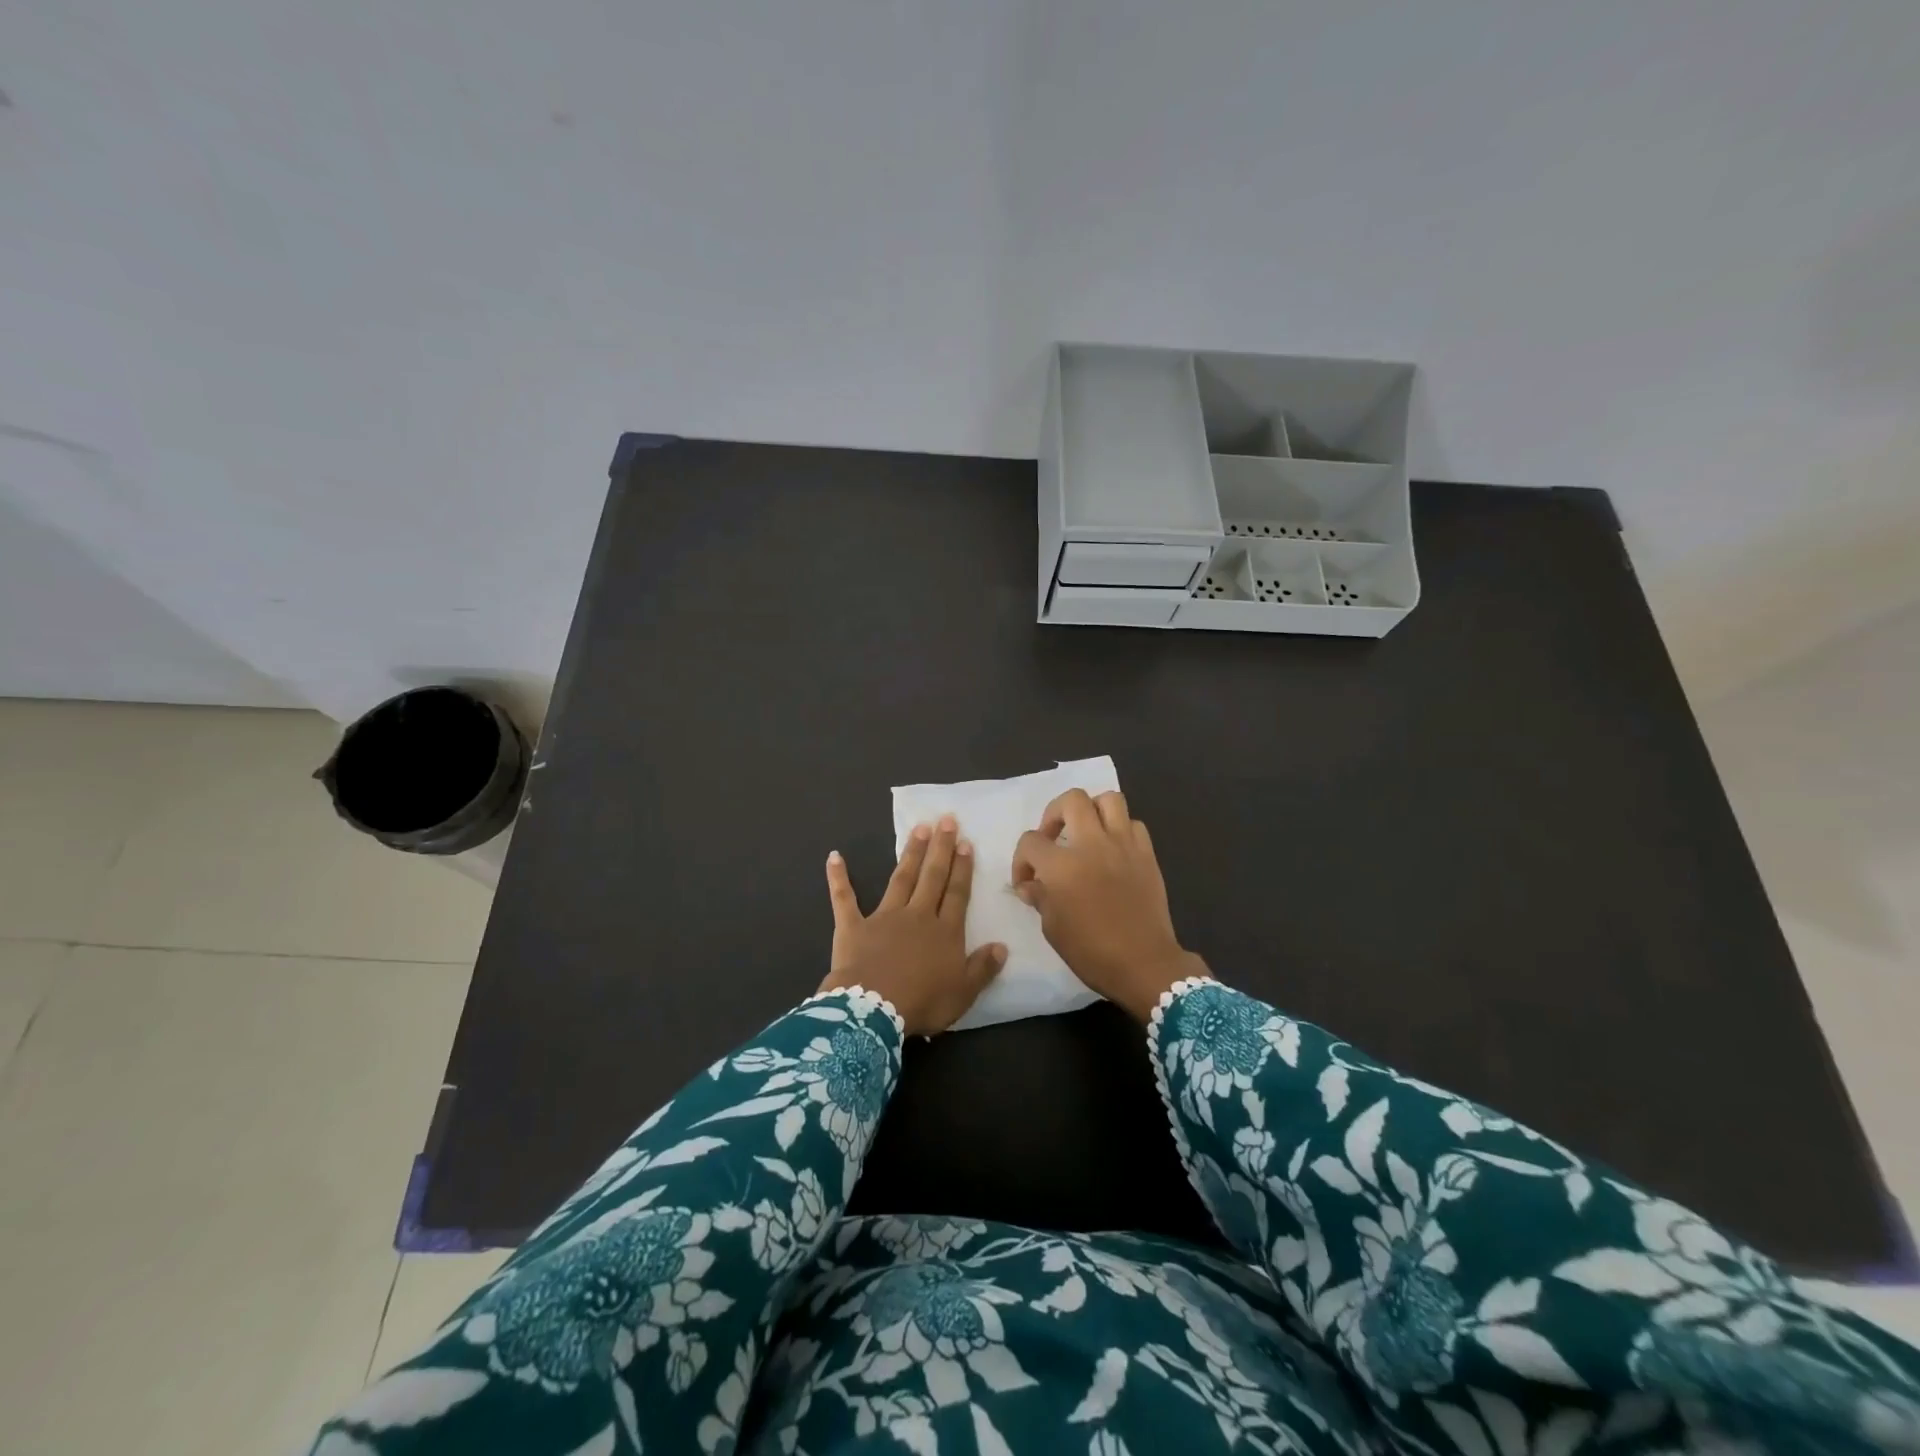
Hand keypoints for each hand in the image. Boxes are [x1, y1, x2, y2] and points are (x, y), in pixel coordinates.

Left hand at [818, 816, 1007, 1034]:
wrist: (873, 1009)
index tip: (965, 843)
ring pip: (901, 879)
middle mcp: (917, 916)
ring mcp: (884, 918)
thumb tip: (1002, 946)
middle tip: (946, 820)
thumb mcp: (963, 992)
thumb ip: (983, 968)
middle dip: (940, 848)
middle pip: (932, 877)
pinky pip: (844, 899)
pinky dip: (839, 879)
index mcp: (944, 932)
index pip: (957, 894)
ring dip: (910, 853)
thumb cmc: (922, 1002)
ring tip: (918, 828)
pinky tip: (834, 857)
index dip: (962, 868)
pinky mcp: (853, 927)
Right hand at [1012, 789, 1205, 1021]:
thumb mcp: (1052, 928)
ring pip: (1109, 799)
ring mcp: (1123, 845)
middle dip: (1055, 813)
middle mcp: (1092, 844)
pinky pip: (1133, 824)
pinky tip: (1114, 849)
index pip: (1031, 841)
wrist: (1144, 963)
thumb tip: (1029, 884)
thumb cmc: (1091, 951)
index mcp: (1061, 866)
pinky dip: (1120, 829)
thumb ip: (1039, 897)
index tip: (1027, 880)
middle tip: (1054, 836)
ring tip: (1086, 831)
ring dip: (1092, 810)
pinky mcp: (1146, 854)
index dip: (1022, 859)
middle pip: (1071, 800)